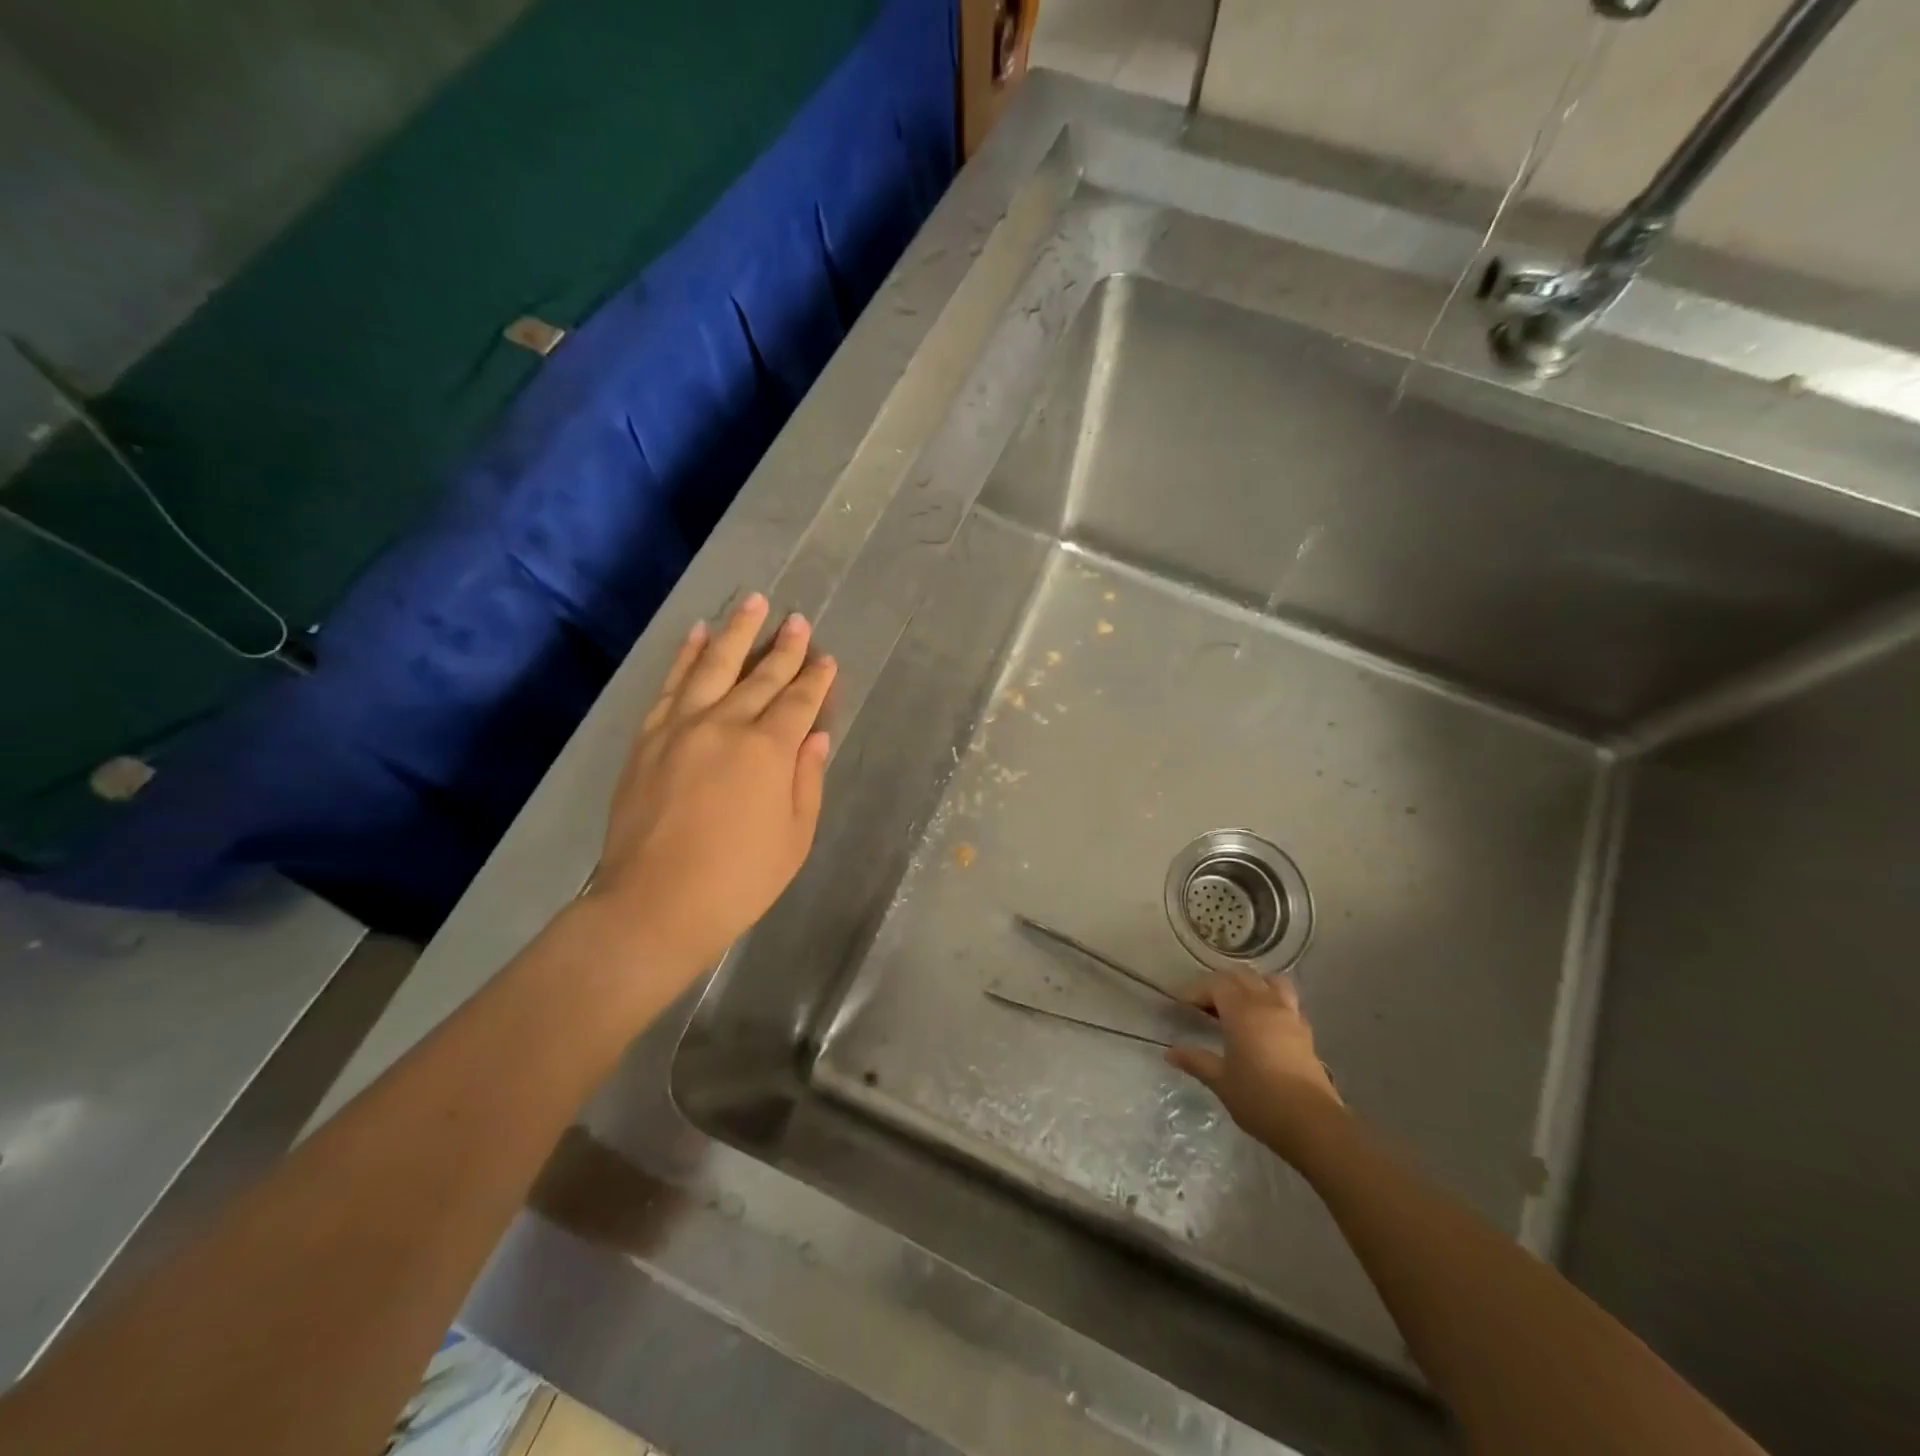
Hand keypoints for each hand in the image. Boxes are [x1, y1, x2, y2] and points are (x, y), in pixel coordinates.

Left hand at [585, 593, 835, 982]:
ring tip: (752, 602)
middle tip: (798, 619)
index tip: (827, 658)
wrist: (654, 905)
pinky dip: (686, 656)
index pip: (799, 701)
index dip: (816, 678)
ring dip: (736, 632)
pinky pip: (670, 685)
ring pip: (714, 665)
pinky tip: (698, 635)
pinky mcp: (648, 738)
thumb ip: (807, 779)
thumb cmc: (739, 879)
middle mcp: (726, 725)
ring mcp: (681, 727)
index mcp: (768, 750)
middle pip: (761, 675)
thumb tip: (815, 735)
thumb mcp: (794, 837)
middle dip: (784, 646)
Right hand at [1166, 970, 1344, 1157]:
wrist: (1313, 1125)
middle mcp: (1267, 1005)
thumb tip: (1170, 1051)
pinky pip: (1287, 1002)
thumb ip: (1196, 1061)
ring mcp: (1290, 1016)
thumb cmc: (1260, 1100)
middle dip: (1220, 984)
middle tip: (1205, 1006)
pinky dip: (1272, 1001)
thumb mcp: (1221, 1082)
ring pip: (1269, 982)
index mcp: (1242, 1012)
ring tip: (1238, 1005)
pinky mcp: (1306, 1032)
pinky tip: (1264, 1023)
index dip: (1197, 990)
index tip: (1184, 1006)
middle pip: (1242, 976)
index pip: (1216, 983)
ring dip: (1251, 985)